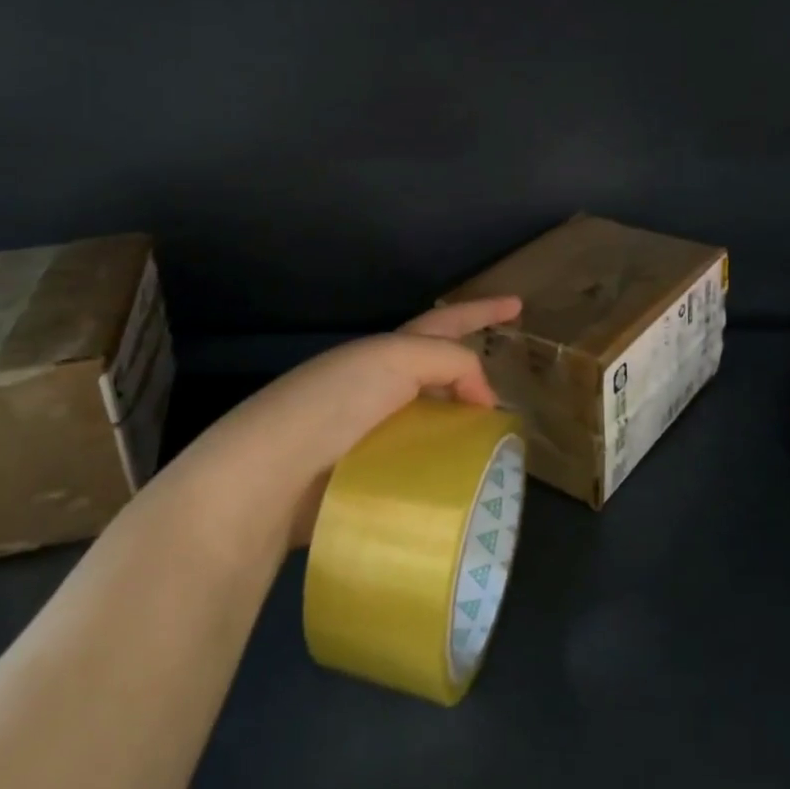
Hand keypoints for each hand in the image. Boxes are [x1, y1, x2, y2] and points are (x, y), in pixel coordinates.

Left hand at [156, 297, 522, 550]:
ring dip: (463, 430)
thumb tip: (482, 400)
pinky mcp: (366, 478)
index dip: (481, 310)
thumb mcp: (395, 360)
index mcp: (382, 353)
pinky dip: (445, 469)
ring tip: (498, 449)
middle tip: (508, 400)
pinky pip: (420, 466)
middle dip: (472, 379)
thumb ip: (449, 362)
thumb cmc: (334, 404)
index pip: (443, 323)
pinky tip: (467, 484)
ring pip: (432, 423)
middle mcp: (376, 388)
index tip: (518, 304)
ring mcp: (370, 434)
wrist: (271, 475)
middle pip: (438, 375)